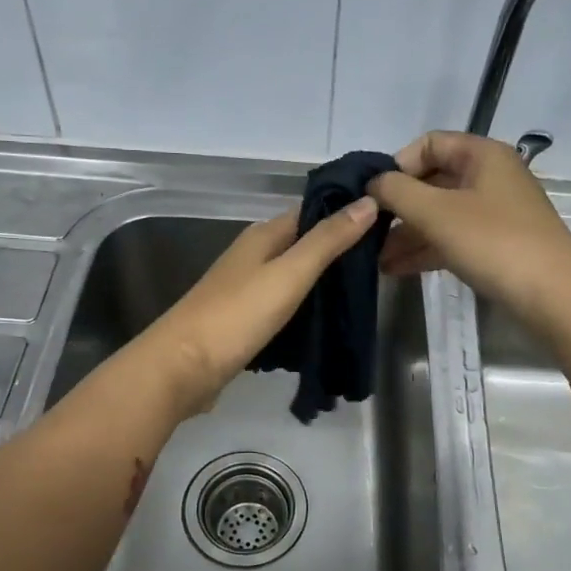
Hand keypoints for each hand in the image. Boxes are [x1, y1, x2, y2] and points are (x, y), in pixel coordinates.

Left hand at [137, 200, 378, 418]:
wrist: (182, 368)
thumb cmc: (237, 315)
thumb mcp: (289, 273)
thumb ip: (327, 241)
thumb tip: (368, 201)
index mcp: (263, 236)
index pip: (312, 212)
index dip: (347, 212)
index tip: (389, 218)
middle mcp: (254, 256)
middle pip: (304, 245)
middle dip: (341, 251)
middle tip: (387, 260)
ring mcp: (247, 290)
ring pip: (295, 277)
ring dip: (325, 282)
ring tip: (368, 291)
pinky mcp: (245, 321)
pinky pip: (285, 306)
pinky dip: (307, 309)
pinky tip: (330, 322)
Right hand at [371, 132, 570, 326]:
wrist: (553, 296)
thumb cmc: (494, 242)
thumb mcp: (437, 213)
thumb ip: (397, 192)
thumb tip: (374, 183)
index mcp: (482, 155)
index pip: (428, 144)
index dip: (398, 166)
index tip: (375, 196)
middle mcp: (490, 177)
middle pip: (432, 181)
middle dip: (398, 207)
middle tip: (368, 231)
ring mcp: (495, 212)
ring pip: (440, 214)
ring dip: (407, 233)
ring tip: (375, 259)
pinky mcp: (496, 244)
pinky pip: (452, 238)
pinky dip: (425, 249)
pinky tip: (396, 269)